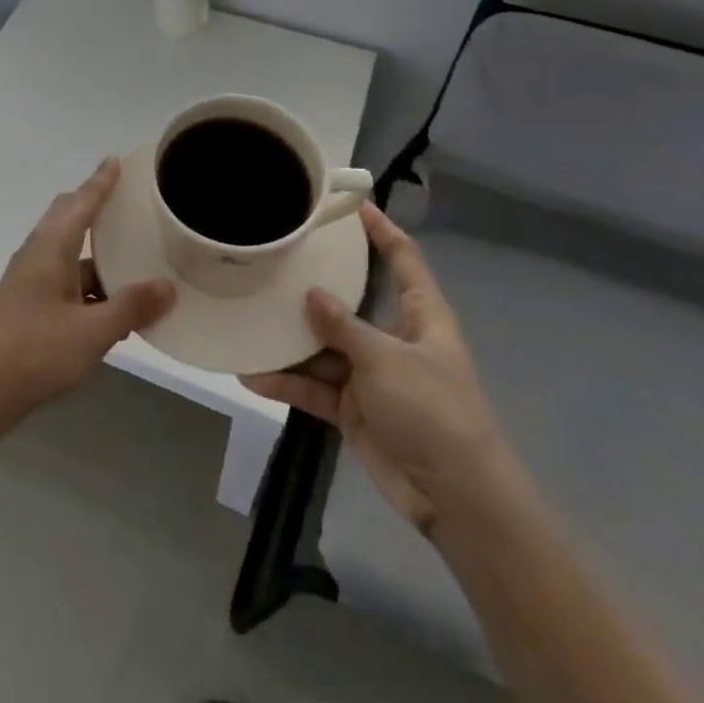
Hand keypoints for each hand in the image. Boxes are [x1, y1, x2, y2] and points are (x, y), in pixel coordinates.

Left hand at [0, 160, 176, 429]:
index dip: (100, 182)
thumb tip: (168, 286)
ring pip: (66, 249)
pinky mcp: (28, 301)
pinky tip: (110, 300)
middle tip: (127, 202)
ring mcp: (30, 278)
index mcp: (51, 248)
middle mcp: (38, 254)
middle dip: (94, 205)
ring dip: (94, 248)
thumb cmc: (36, 352)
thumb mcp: (92, 333)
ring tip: (129, 252)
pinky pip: (64, 275)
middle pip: (67, 217)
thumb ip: (131, 308)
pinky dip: (87, 277)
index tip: (115, 161)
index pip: (80, 203)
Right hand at [242, 204, 515, 536]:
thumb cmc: (434, 412)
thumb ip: (344, 326)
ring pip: (323, 346)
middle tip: (274, 258)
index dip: (381, 230)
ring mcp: (371, 374)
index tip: (351, 204)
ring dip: (290, 341)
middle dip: (315, 285)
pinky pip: (315, 386)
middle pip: (349, 301)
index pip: (402, 258)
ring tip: (248, 318)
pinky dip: (287, 383)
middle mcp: (393, 338)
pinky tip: (252, 375)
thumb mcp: (387, 360)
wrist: (456, 498)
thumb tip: (310, 293)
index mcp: (420, 315)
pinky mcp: (354, 408)